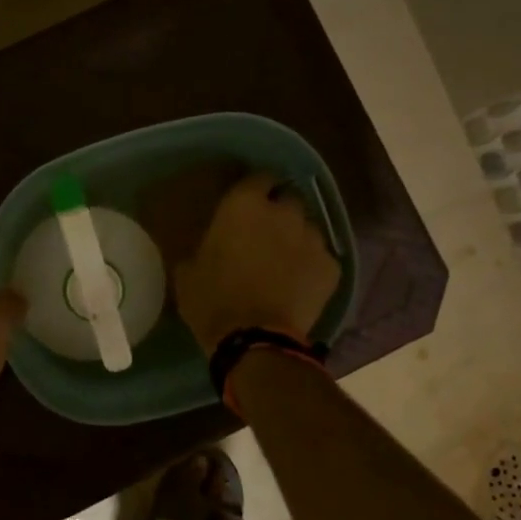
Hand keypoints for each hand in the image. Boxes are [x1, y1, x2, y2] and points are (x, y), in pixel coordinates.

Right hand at [173, 172, 339, 352]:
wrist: (254, 341)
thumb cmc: (212, 300)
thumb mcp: (189, 270)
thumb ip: (204, 247)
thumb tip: (210, 247)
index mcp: (243, 205)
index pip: (259, 178)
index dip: (255, 190)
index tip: (248, 205)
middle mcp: (283, 212)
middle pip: (289, 199)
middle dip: (280, 212)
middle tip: (266, 234)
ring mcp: (312, 238)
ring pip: (308, 228)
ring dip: (297, 238)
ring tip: (286, 262)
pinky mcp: (331, 267)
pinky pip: (322, 259)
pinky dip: (313, 267)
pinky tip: (300, 285)